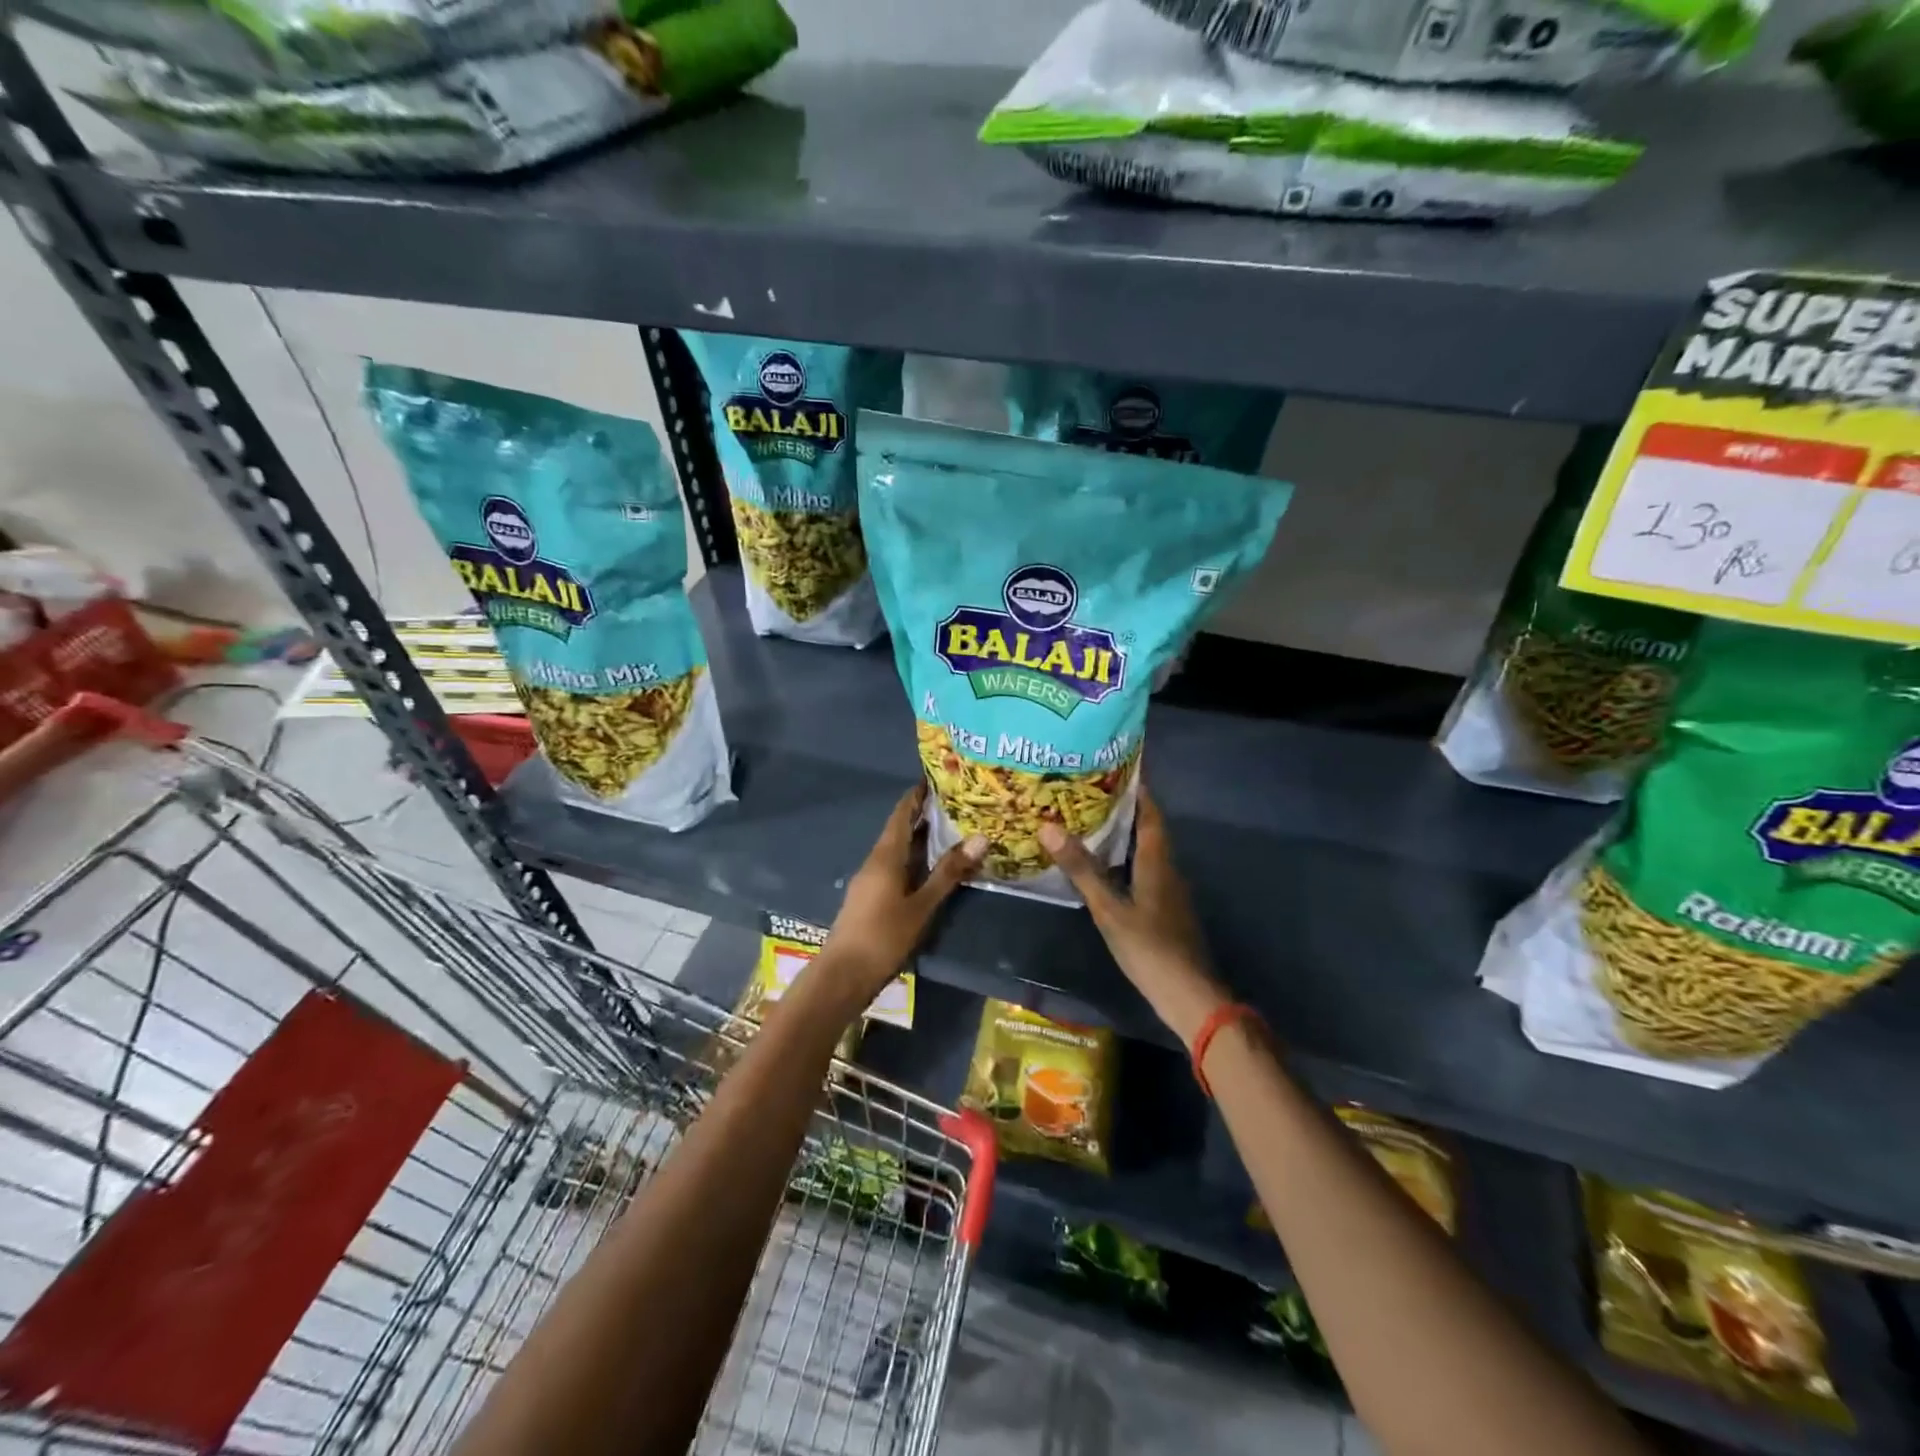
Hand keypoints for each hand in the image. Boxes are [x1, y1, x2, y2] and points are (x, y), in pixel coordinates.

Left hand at [822, 784, 984, 1000]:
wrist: (843, 975)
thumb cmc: (883, 936)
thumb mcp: (922, 905)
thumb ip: (949, 872)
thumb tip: (980, 838)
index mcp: (885, 856)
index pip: (902, 813)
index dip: (917, 795)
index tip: (938, 779)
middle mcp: (875, 861)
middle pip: (899, 829)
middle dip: (923, 814)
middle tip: (955, 804)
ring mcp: (869, 880)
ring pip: (897, 849)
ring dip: (919, 838)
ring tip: (950, 830)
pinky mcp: (870, 897)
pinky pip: (894, 866)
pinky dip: (913, 858)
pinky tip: (930, 867)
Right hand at [1038, 785, 1228, 1045]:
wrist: (1189, 995)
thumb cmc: (1150, 948)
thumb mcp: (1109, 909)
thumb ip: (1081, 869)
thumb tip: (1049, 827)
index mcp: (1157, 861)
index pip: (1150, 813)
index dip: (1137, 789)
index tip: (1114, 767)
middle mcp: (1167, 869)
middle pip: (1148, 828)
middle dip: (1124, 808)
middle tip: (1089, 791)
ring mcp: (1168, 891)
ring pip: (1146, 850)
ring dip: (1124, 833)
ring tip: (1089, 821)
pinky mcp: (1164, 909)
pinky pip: (1144, 870)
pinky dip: (1125, 858)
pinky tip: (1104, 865)